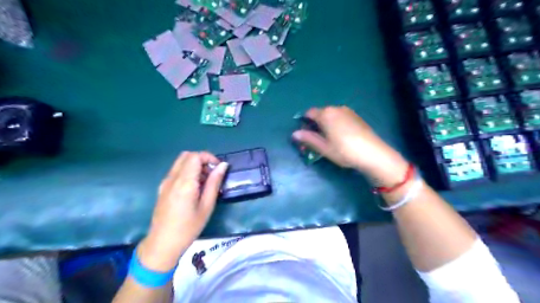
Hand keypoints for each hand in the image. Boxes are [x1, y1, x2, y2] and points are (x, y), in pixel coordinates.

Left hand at [138, 152, 226, 270]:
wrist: (162, 244)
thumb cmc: (188, 228)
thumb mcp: (207, 206)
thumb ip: (214, 183)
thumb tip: (223, 165)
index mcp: (184, 183)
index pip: (195, 156)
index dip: (209, 158)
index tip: (218, 169)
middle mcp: (172, 178)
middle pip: (187, 155)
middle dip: (202, 160)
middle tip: (212, 174)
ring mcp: (165, 182)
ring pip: (181, 162)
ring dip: (195, 166)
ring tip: (204, 183)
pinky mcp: (162, 187)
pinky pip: (176, 171)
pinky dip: (187, 172)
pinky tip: (194, 188)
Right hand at [294, 106, 406, 184]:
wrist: (373, 153)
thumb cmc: (344, 151)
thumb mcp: (323, 147)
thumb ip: (308, 138)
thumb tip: (294, 133)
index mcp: (325, 114)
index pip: (309, 113)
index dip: (304, 123)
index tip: (305, 135)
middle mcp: (336, 108)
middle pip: (320, 113)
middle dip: (315, 124)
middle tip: (316, 140)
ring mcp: (348, 111)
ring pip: (331, 115)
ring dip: (326, 124)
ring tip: (329, 139)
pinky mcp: (357, 116)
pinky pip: (341, 117)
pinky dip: (336, 124)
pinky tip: (341, 137)